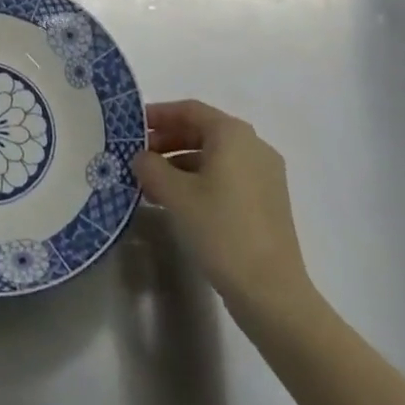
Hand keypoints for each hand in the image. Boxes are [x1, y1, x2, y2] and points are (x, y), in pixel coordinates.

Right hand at [133, 101, 312, 317]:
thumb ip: (150, 167)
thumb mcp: (175, 194)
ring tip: (152, 184)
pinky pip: (227, 178)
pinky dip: (200, 181)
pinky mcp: (268, 203)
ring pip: (214, 157)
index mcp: (233, 135)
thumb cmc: (221, 230)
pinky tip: (178, 202)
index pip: (189, 110)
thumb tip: (141, 158)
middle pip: (202, 131)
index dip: (158, 114)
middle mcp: (254, 147)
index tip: (132, 126)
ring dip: (180, 163)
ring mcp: (265, 176)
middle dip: (167, 141)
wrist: (272, 294)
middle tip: (139, 156)